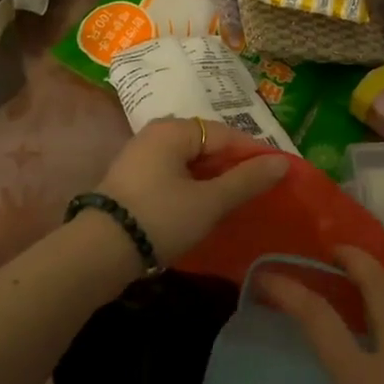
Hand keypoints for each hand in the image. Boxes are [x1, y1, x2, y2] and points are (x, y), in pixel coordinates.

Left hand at [95, 117, 289, 264]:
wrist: (100, 252)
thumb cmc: (161, 218)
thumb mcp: (209, 201)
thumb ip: (246, 180)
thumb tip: (282, 162)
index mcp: (173, 130)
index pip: (226, 133)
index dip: (254, 153)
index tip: (278, 176)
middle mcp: (154, 135)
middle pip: (206, 145)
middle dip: (233, 167)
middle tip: (259, 191)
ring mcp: (139, 158)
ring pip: (189, 163)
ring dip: (213, 180)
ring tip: (236, 202)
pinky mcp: (132, 182)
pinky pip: (172, 176)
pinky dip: (192, 188)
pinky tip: (204, 209)